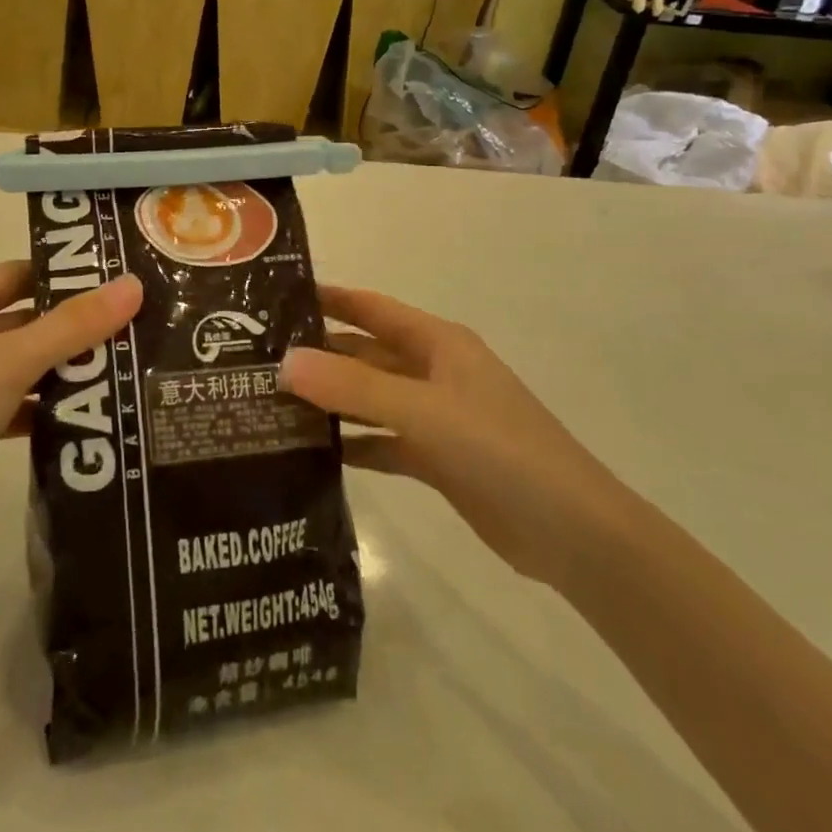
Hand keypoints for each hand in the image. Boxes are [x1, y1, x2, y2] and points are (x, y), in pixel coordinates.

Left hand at [0, 263, 141, 549]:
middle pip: (17, 320)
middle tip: (126, 324)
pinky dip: (42, 404)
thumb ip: (74, 325)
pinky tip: (86, 409)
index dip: (60, 277)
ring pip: (15, 363)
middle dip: (67, 327)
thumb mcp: (12, 362)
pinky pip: (10, 400)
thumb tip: (133, 284)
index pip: (10, 276)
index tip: (111, 281)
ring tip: (118, 364)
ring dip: (59, 367)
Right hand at [279, 287, 629, 586]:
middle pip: (365, 353)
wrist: (573, 535)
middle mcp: (433, 372)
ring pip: (369, 398)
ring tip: (270, 402)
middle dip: (318, 353)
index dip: (329, 297)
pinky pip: (381, 440)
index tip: (276, 297)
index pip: (371, 308)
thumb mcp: (423, 411)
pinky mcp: (435, 459)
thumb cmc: (500, 451)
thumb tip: (285, 362)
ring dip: (329, 399)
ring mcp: (435, 417)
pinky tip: (309, 452)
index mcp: (437, 343)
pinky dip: (350, 442)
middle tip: (257, 358)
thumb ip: (354, 386)